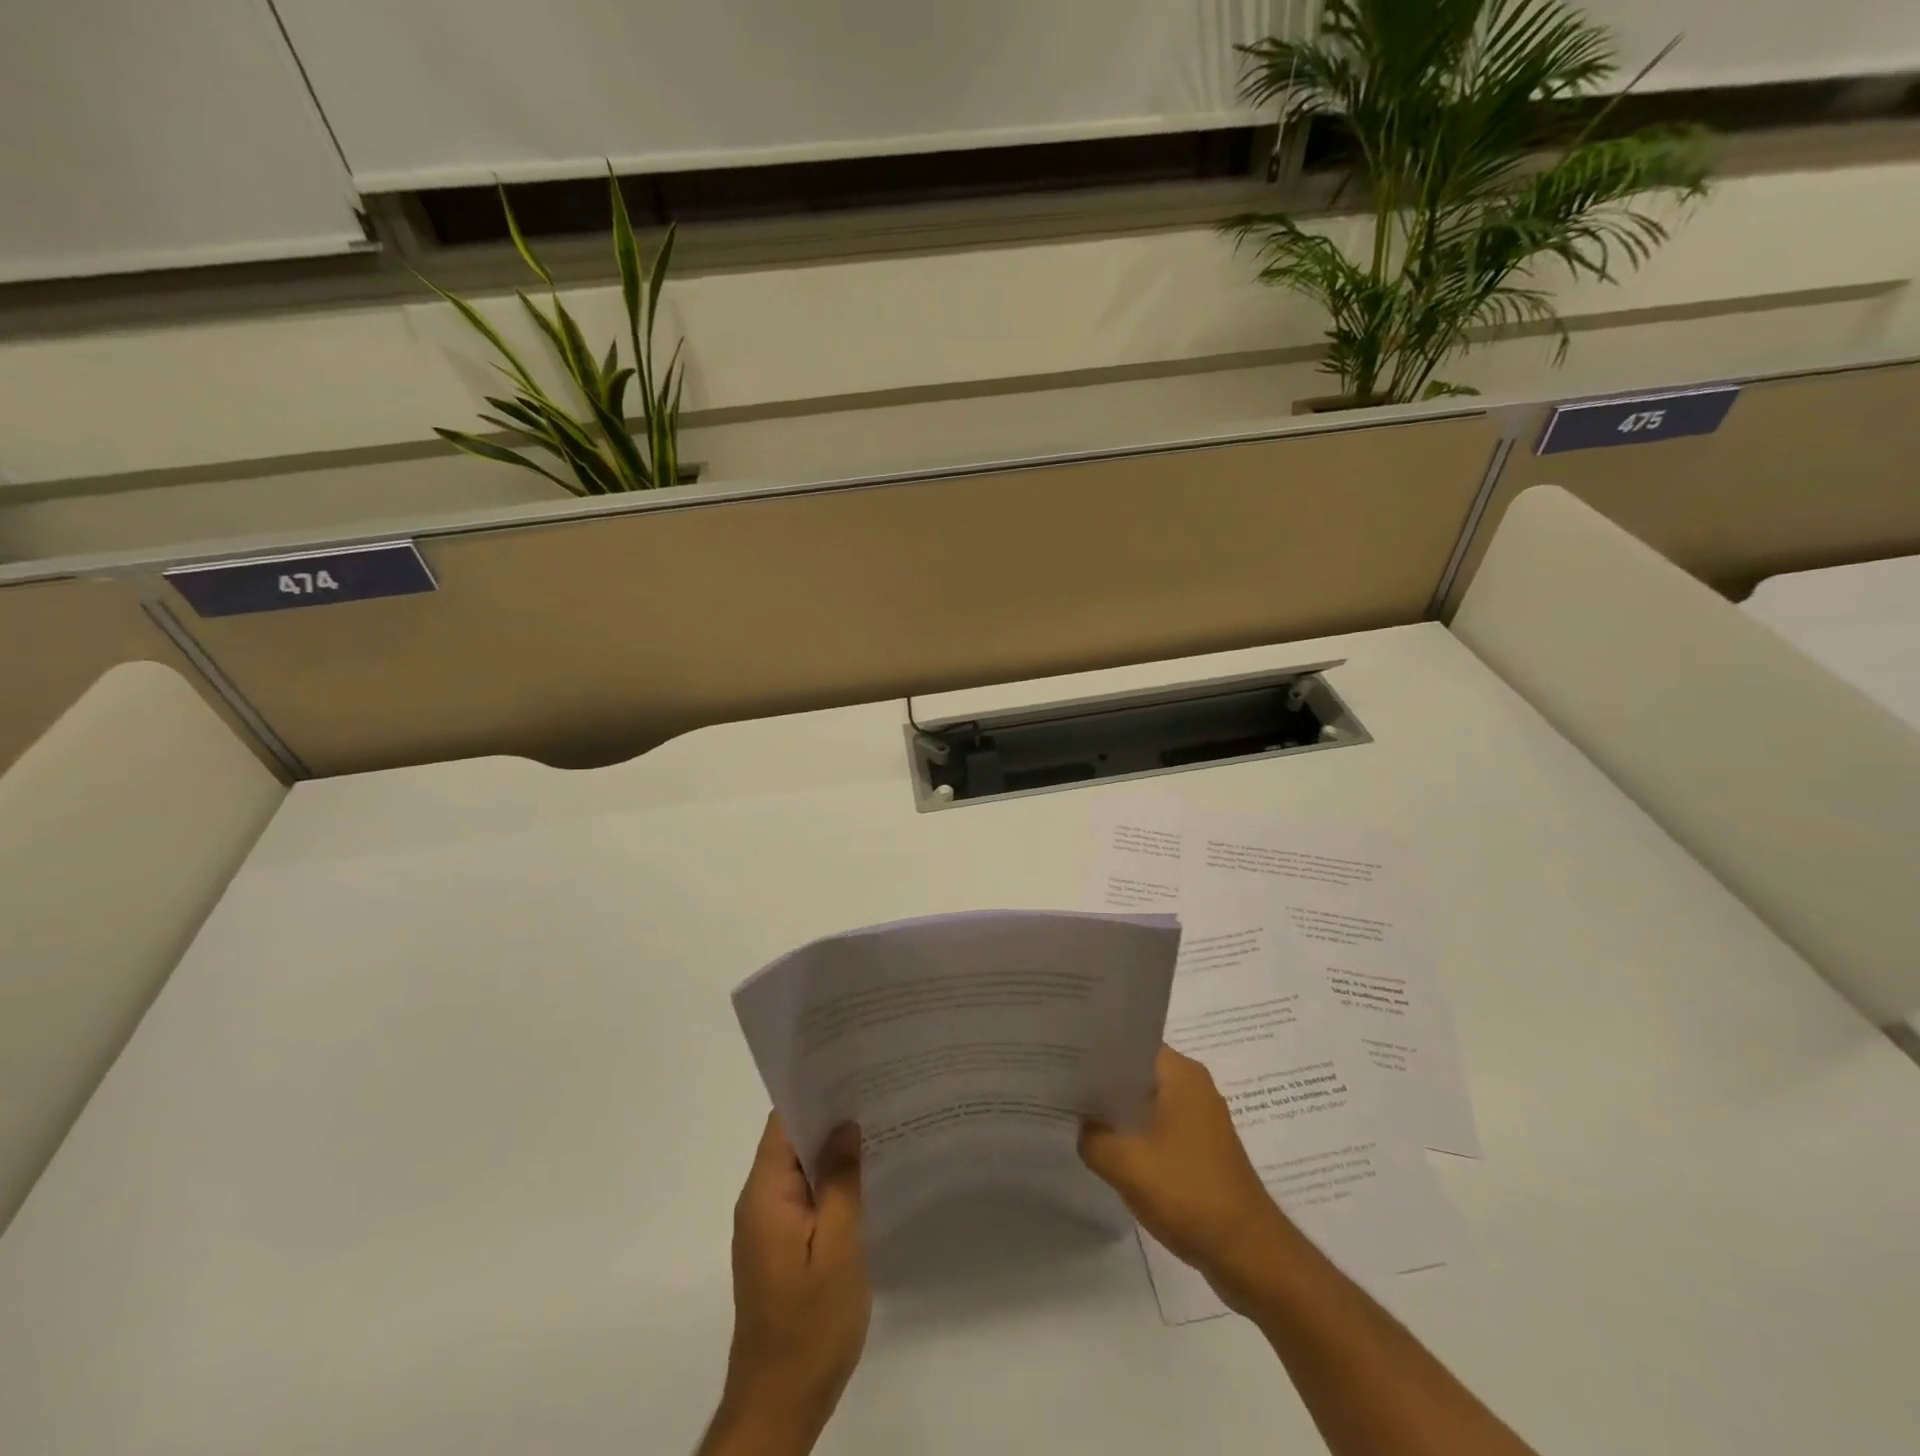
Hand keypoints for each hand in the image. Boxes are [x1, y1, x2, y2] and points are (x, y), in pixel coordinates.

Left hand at [702, 1114, 869, 1455]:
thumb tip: (845, 1125)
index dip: (814, 1092)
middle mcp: (758, 1202)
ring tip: (878, 1124)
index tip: (851, 1070)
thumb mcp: (837, 1248)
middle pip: (790, 1140)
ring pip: (799, 1168)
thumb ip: (840, 1182)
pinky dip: (829, 1181)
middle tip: (876, 1092)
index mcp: (765, 1194)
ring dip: (831, 1149)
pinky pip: (803, 1196)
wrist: (779, 1405)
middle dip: (829, 1116)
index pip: (783, 1122)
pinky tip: (864, 1177)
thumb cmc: (810, 1325)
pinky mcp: (779, 1247)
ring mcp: (767, 1226)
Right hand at [1079, 1044, 1296, 1311]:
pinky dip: (1134, 1133)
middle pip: (1136, 1071)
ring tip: (1075, 1113)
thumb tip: (1079, 1123)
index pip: (1129, 1042)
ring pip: (1146, 1101)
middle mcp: (1193, 1086)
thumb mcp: (1126, 1164)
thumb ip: (1092, 1137)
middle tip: (1060, 1083)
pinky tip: (1106, 1147)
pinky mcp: (1199, 1149)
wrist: (1249, 1255)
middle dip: (1101, 1079)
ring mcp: (1199, 1118)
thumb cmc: (1189, 1193)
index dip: (1094, 1047)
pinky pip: (1157, 1127)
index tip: (1062, 1054)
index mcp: (1181, 1073)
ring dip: (1116, 1109)